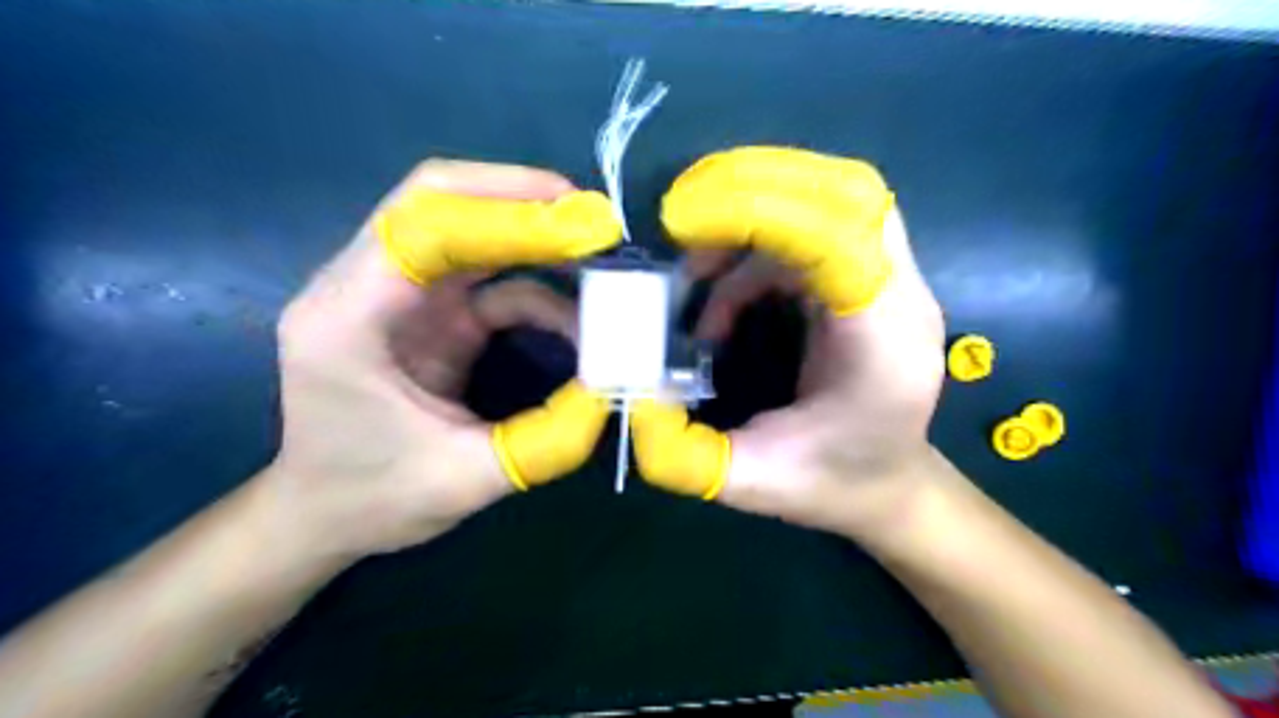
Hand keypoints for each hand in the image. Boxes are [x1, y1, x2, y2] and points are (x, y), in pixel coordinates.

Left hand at [260, 159, 618, 556]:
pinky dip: (537, 285)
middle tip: (594, 220)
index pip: (424, 228)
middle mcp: (360, 285)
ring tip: (597, 254)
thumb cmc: (372, 497)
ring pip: (466, 225)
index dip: (507, 216)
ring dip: (533, 233)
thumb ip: (543, 439)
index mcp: (345, 318)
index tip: (582, 226)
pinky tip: (577, 317)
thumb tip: (613, 389)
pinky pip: (488, 275)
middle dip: (522, 200)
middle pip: (438, 199)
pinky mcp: (428, 309)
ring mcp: (397, 293)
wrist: (324, 513)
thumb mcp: (464, 481)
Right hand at [632, 146, 942, 539]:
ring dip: (750, 211)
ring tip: (693, 268)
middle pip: (847, 191)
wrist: (889, 485)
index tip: (682, 223)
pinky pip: (812, 226)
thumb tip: (628, 399)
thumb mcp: (752, 484)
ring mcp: (890, 280)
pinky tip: (720, 297)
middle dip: (753, 185)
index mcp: (886, 345)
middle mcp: (901, 297)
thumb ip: (683, 453)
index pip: (841, 236)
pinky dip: (754, 244)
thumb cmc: (834, 484)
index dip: (760, 210)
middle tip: (681, 215)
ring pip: (829, 196)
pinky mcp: (866, 276)